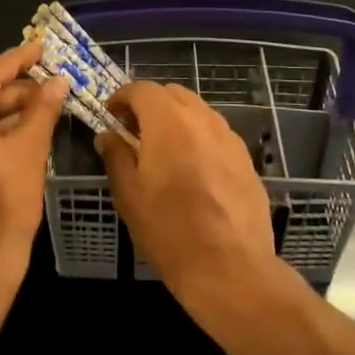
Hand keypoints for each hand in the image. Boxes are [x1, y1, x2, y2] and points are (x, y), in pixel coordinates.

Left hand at [0, 43, 68, 296]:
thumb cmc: (3, 210)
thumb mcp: (29, 154)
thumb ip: (42, 110)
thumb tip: (58, 80)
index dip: (17, 60)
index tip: (41, 46)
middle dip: (14, 91)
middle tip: (49, 85)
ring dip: (2, 114)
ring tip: (39, 110)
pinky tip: (15, 135)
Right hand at [97, 82, 277, 311]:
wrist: (229, 266)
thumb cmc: (169, 229)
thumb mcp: (129, 194)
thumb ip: (116, 156)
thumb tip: (107, 135)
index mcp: (168, 121)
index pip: (142, 89)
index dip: (122, 97)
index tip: (110, 115)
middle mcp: (202, 118)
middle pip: (172, 93)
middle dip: (150, 104)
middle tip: (134, 130)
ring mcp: (229, 137)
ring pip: (198, 111)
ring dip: (176, 118)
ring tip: (163, 149)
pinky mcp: (246, 158)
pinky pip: (216, 133)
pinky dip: (198, 137)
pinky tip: (192, 168)